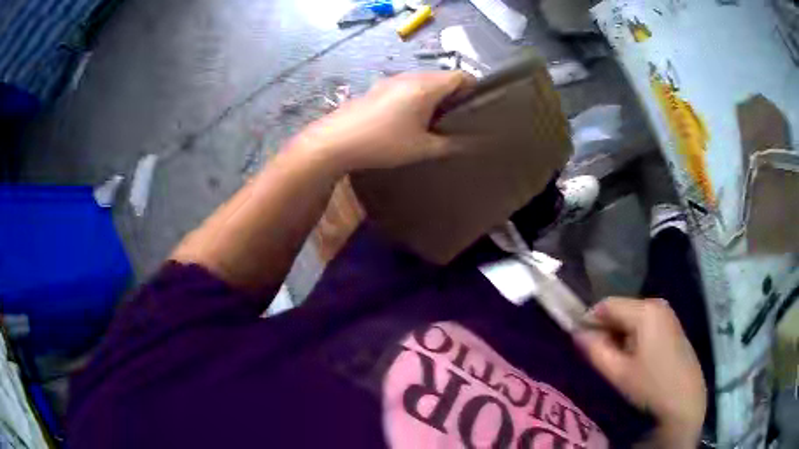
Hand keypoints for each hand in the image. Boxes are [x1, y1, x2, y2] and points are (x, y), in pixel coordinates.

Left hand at [290, 71, 472, 172]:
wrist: (335, 141)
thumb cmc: (383, 143)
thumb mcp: (422, 149)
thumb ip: (450, 145)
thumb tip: (469, 143)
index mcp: (426, 86)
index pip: (461, 76)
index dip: (473, 89)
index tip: (477, 109)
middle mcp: (410, 77)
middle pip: (442, 77)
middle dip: (454, 95)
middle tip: (458, 119)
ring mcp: (391, 81)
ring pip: (423, 82)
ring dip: (434, 96)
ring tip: (435, 122)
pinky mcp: (377, 89)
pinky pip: (406, 87)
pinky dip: (416, 98)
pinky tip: (409, 120)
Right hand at [574, 297, 706, 446]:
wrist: (685, 398)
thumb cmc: (651, 385)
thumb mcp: (618, 372)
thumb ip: (595, 350)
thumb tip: (577, 333)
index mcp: (644, 310)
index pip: (606, 304)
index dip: (589, 319)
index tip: (579, 340)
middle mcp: (656, 303)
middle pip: (620, 308)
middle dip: (605, 328)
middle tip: (597, 354)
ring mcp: (666, 313)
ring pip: (631, 316)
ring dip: (618, 333)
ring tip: (614, 358)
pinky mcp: (671, 323)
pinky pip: (644, 321)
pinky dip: (632, 335)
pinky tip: (632, 356)